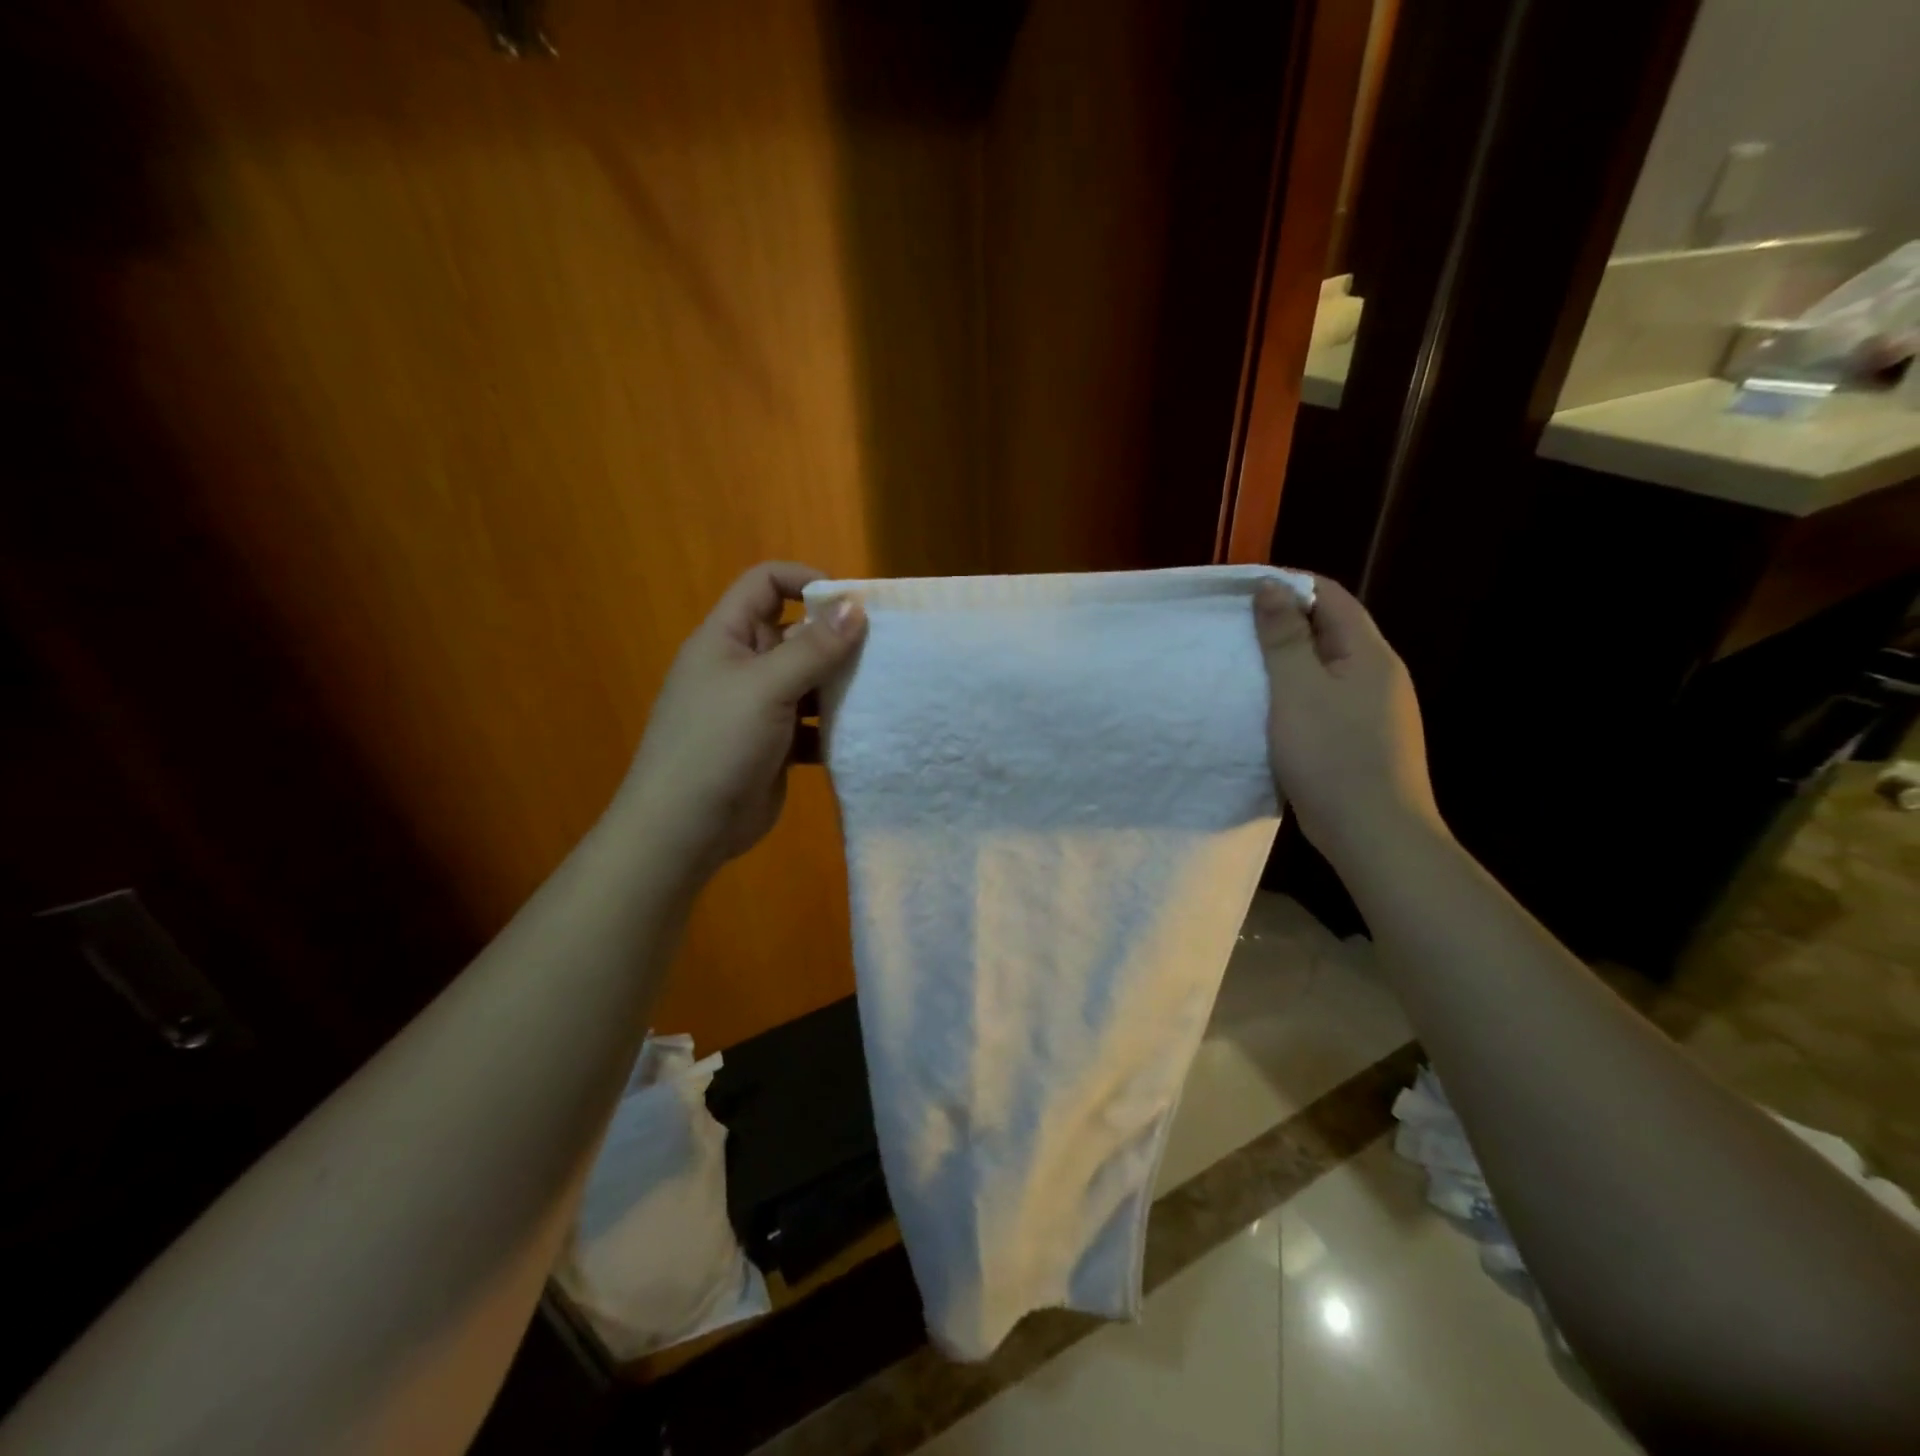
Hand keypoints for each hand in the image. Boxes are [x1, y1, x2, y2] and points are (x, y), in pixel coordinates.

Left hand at [618, 562, 865, 875]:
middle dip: (835, 639)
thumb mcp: (766, 687)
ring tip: (882, 689)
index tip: (850, 603)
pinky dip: (835, 726)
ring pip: (808, 681)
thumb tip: (856, 605)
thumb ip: (813, 648)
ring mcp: (759, 708)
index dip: (805, 580)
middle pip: (795, 633)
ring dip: (840, 684)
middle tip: (883, 651)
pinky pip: (813, 724)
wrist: (686, 829)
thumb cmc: (717, 744)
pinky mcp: (776, 746)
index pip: (765, 584)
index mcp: (727, 638)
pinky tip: (864, 734)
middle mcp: (743, 666)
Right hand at [1254, 575, 1442, 862]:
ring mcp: (1373, 709)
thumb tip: (1271, 586)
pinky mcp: (1361, 738)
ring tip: (1245, 664)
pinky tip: (1269, 708)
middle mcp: (1379, 674)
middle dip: (1285, 621)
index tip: (1242, 591)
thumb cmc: (1332, 754)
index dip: (1289, 584)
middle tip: (1235, 628)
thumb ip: (1284, 637)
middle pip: (1331, 629)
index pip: (1330, 596)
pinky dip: (1295, 692)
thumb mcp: (1297, 689)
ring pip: (1326, 667)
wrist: (1374, 833)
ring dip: (1288, 659)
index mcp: (1369, 653)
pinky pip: (1325, 699)